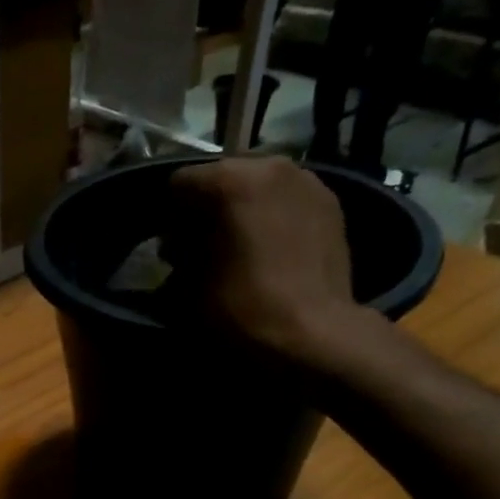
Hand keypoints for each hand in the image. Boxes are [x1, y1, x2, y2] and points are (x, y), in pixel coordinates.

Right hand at [168, 156, 364, 365]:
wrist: (313, 332)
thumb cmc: (242, 307)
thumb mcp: (188, 285)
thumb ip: (177, 253)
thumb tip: (177, 246)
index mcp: (231, 180)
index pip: (181, 182)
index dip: (169, 215)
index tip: (170, 246)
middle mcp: (271, 166)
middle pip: (223, 177)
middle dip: (207, 207)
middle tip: (201, 245)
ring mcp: (307, 181)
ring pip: (258, 185)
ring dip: (242, 209)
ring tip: (238, 246)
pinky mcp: (330, 202)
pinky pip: (286, 198)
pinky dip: (272, 215)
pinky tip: (269, 248)